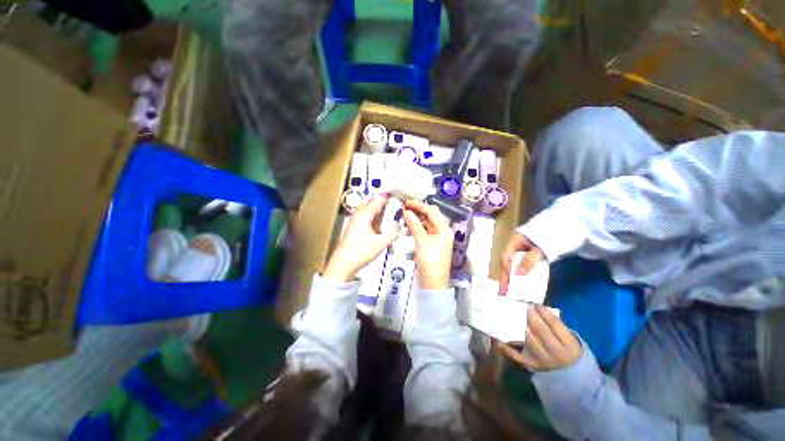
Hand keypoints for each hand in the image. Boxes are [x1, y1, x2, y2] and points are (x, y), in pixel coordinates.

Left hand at [323, 195, 400, 282]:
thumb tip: (398, 224)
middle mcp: (357, 216)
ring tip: (384, 207)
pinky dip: (371, 214)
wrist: (342, 265)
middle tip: (389, 198)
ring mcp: (353, 222)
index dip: (385, 196)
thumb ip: (392, 233)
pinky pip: (363, 216)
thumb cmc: (360, 253)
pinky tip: (375, 220)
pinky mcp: (352, 229)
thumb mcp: (381, 243)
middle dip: (378, 198)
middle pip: (368, 202)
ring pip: (364, 209)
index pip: (376, 201)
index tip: (393, 191)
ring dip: (374, 206)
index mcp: (364, 216)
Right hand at [401, 200, 452, 289]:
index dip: (419, 205)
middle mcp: (441, 231)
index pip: (432, 212)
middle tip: (403, 207)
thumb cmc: (430, 262)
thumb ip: (415, 225)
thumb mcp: (422, 242)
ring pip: (425, 223)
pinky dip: (415, 227)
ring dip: (415, 219)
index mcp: (444, 229)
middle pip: (429, 216)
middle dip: (417, 210)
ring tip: (403, 216)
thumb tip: (407, 211)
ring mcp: (435, 238)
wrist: (432, 284)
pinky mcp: (429, 244)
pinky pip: (422, 231)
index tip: (406, 202)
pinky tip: (407, 227)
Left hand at [499, 304, 581, 371]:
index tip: (535, 304)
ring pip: (529, 341)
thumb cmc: (566, 347)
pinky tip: (498, 339)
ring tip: (512, 316)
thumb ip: (554, 325)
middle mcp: (557, 354)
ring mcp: (543, 361)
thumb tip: (535, 307)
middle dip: (531, 317)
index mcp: (570, 345)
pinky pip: (517, 356)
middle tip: (523, 308)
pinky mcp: (532, 365)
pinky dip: (507, 347)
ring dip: (520, 327)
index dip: (544, 312)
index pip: (555, 325)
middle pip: (541, 331)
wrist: (569, 372)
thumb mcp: (567, 337)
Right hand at [500, 232, 544, 293]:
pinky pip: (525, 265)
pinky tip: (525, 283)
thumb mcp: (539, 249)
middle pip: (509, 262)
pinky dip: (524, 273)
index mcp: (514, 241)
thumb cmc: (550, 236)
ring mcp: (525, 250)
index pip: (506, 257)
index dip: (506, 270)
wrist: (568, 228)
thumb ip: (528, 261)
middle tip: (504, 292)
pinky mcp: (533, 254)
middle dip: (507, 277)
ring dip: (514, 277)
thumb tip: (517, 275)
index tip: (507, 283)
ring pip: (516, 264)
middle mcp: (517, 246)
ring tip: (511, 290)